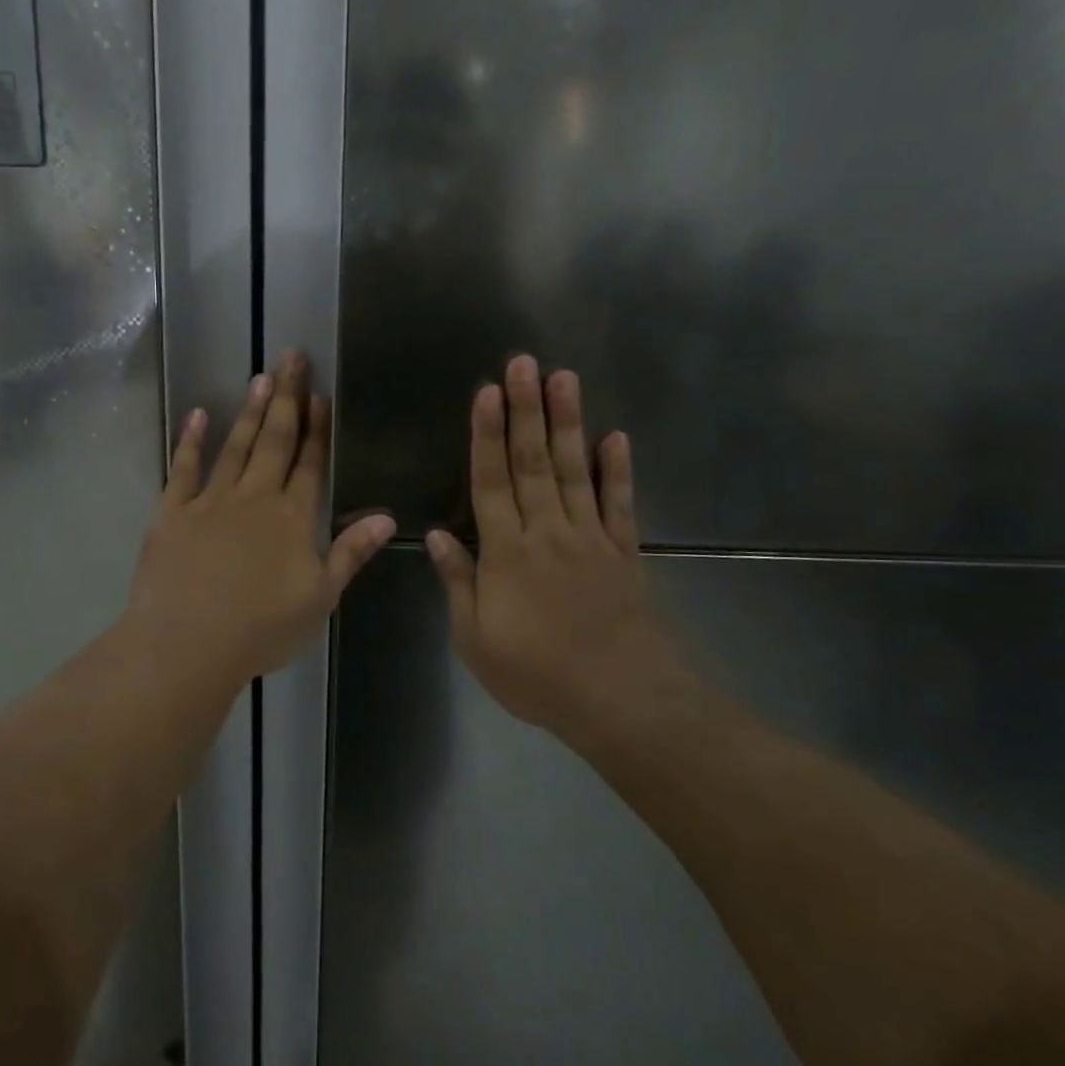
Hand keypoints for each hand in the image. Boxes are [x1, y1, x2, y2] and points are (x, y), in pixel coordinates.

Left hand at [128, 353, 396, 685]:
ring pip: (234, 447)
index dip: (318, 428)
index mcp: (292, 518)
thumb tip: (386, 517)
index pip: (310, 463)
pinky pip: (183, 469)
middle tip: (292, 358)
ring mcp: (210, 502)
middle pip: (274, 441)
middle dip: (286, 398)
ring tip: (259, 377)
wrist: (188, 643)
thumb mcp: (320, 597)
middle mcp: (254, 498)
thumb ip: (350, 553)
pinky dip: (191, 442)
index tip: (322, 395)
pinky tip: (197, 416)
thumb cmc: (261, 628)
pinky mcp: (172, 513)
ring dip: (248, 411)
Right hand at [427, 356, 685, 741]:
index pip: (492, 481)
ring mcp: (591, 539)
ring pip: (576, 470)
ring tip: (565, 378)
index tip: (487, 391)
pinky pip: (620, 504)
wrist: (622, 702)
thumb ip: (459, 583)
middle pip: (534, 462)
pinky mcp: (625, 554)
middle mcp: (548, 533)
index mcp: (507, 553)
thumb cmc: (537, 675)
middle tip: (525, 363)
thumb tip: (439, 536)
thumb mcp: (476, 639)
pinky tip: (616, 437)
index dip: (486, 435)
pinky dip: (618, 470)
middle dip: (527, 410)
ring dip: (568, 423)